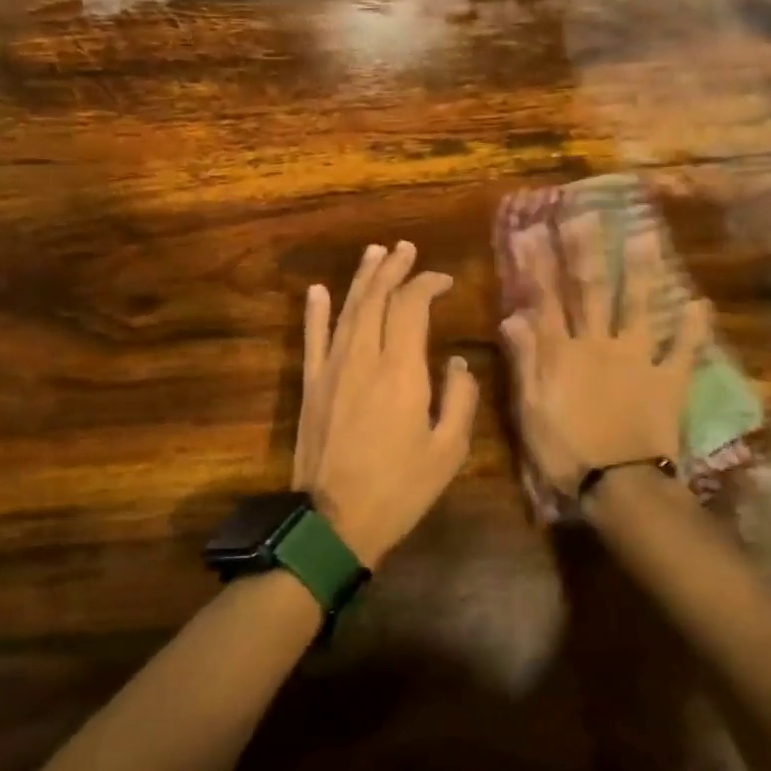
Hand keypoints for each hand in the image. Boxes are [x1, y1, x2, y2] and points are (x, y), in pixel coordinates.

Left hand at [292, 241, 479, 566]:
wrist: (333, 521)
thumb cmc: (399, 489)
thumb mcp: (448, 451)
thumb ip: (459, 400)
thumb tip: (456, 364)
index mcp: (401, 370)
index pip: (411, 307)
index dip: (427, 285)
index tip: (443, 281)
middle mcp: (363, 358)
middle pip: (376, 298)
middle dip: (392, 269)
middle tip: (405, 249)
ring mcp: (331, 369)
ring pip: (346, 310)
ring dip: (361, 279)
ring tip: (373, 253)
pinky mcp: (311, 386)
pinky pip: (312, 339)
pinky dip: (316, 312)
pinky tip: (318, 291)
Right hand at [499, 213, 710, 496]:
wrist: (619, 485)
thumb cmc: (565, 451)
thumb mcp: (530, 410)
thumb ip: (525, 361)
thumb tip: (513, 317)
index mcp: (563, 353)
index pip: (546, 299)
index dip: (537, 264)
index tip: (532, 230)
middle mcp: (600, 344)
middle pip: (591, 291)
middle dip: (586, 250)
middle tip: (585, 214)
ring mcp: (638, 359)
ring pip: (639, 306)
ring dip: (641, 270)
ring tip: (644, 235)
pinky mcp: (669, 380)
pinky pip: (684, 349)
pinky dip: (694, 327)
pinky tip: (700, 302)